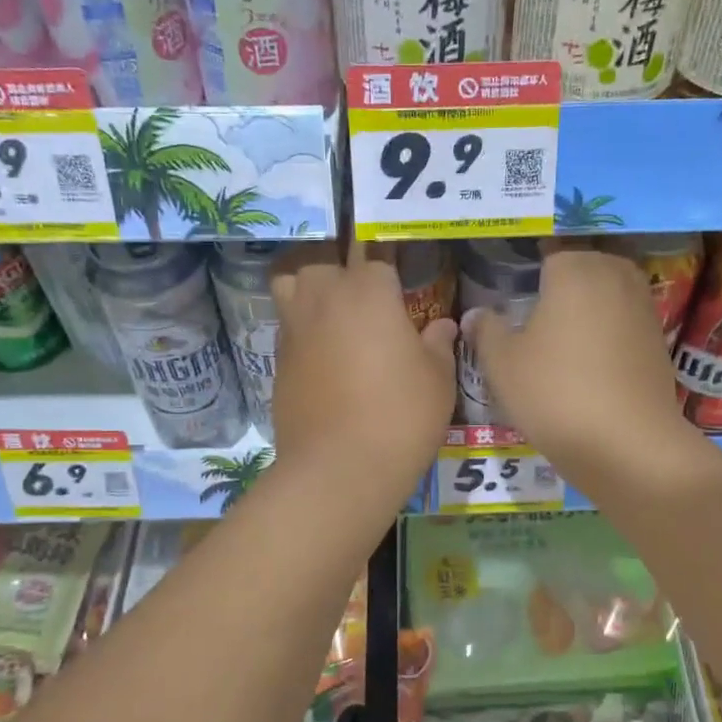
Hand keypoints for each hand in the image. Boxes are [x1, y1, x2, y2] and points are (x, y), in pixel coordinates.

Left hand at [269, 244, 457, 503]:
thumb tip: (443, 325)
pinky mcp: (277, 361)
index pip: (376, 252)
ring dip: (307, 285)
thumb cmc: (401, 416)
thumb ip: (439, 343)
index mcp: (368, 290)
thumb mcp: (438, 379)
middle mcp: (324, 298)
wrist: (339, 469)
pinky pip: (287, 326)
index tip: (400, 272)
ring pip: (289, 282)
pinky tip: (323, 353)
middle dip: (340, 264)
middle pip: (321, 258)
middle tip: (364, 290)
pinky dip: (302, 328)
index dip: (388, 261)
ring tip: (332, 308)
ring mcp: (295, 329)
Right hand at [464, 243, 697, 483]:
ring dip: (588, 303)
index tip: (513, 286)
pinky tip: (589, 356)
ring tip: (561, 331)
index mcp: (573, 269)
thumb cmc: (554, 393)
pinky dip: (608, 328)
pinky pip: (624, 318)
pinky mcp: (658, 338)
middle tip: (535, 307)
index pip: (548, 250)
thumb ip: (486, 330)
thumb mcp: (502, 364)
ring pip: (607, 290)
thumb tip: (476, 314)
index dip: (529, 266)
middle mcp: (613, 275)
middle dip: (561, 280)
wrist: (627, 444)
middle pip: (583, 264)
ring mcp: (642, 305)